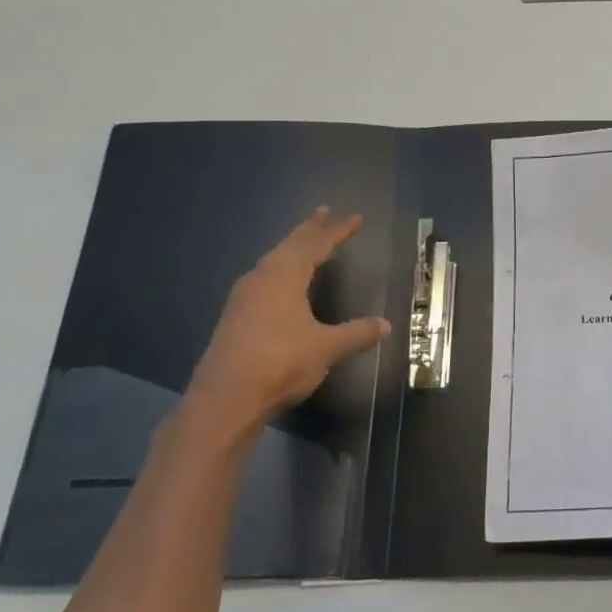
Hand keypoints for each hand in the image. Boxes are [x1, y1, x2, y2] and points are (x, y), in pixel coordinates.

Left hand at [181, 208, 390, 440]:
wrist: (226, 398)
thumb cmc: (281, 362)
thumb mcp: (327, 347)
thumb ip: (357, 333)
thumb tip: (385, 325)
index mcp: (284, 276)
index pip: (316, 245)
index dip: (338, 231)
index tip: (356, 218)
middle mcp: (261, 278)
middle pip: (289, 246)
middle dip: (310, 230)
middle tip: (324, 213)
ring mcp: (244, 298)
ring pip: (273, 262)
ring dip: (292, 250)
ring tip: (306, 244)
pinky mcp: (236, 317)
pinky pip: (264, 280)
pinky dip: (281, 271)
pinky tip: (283, 284)